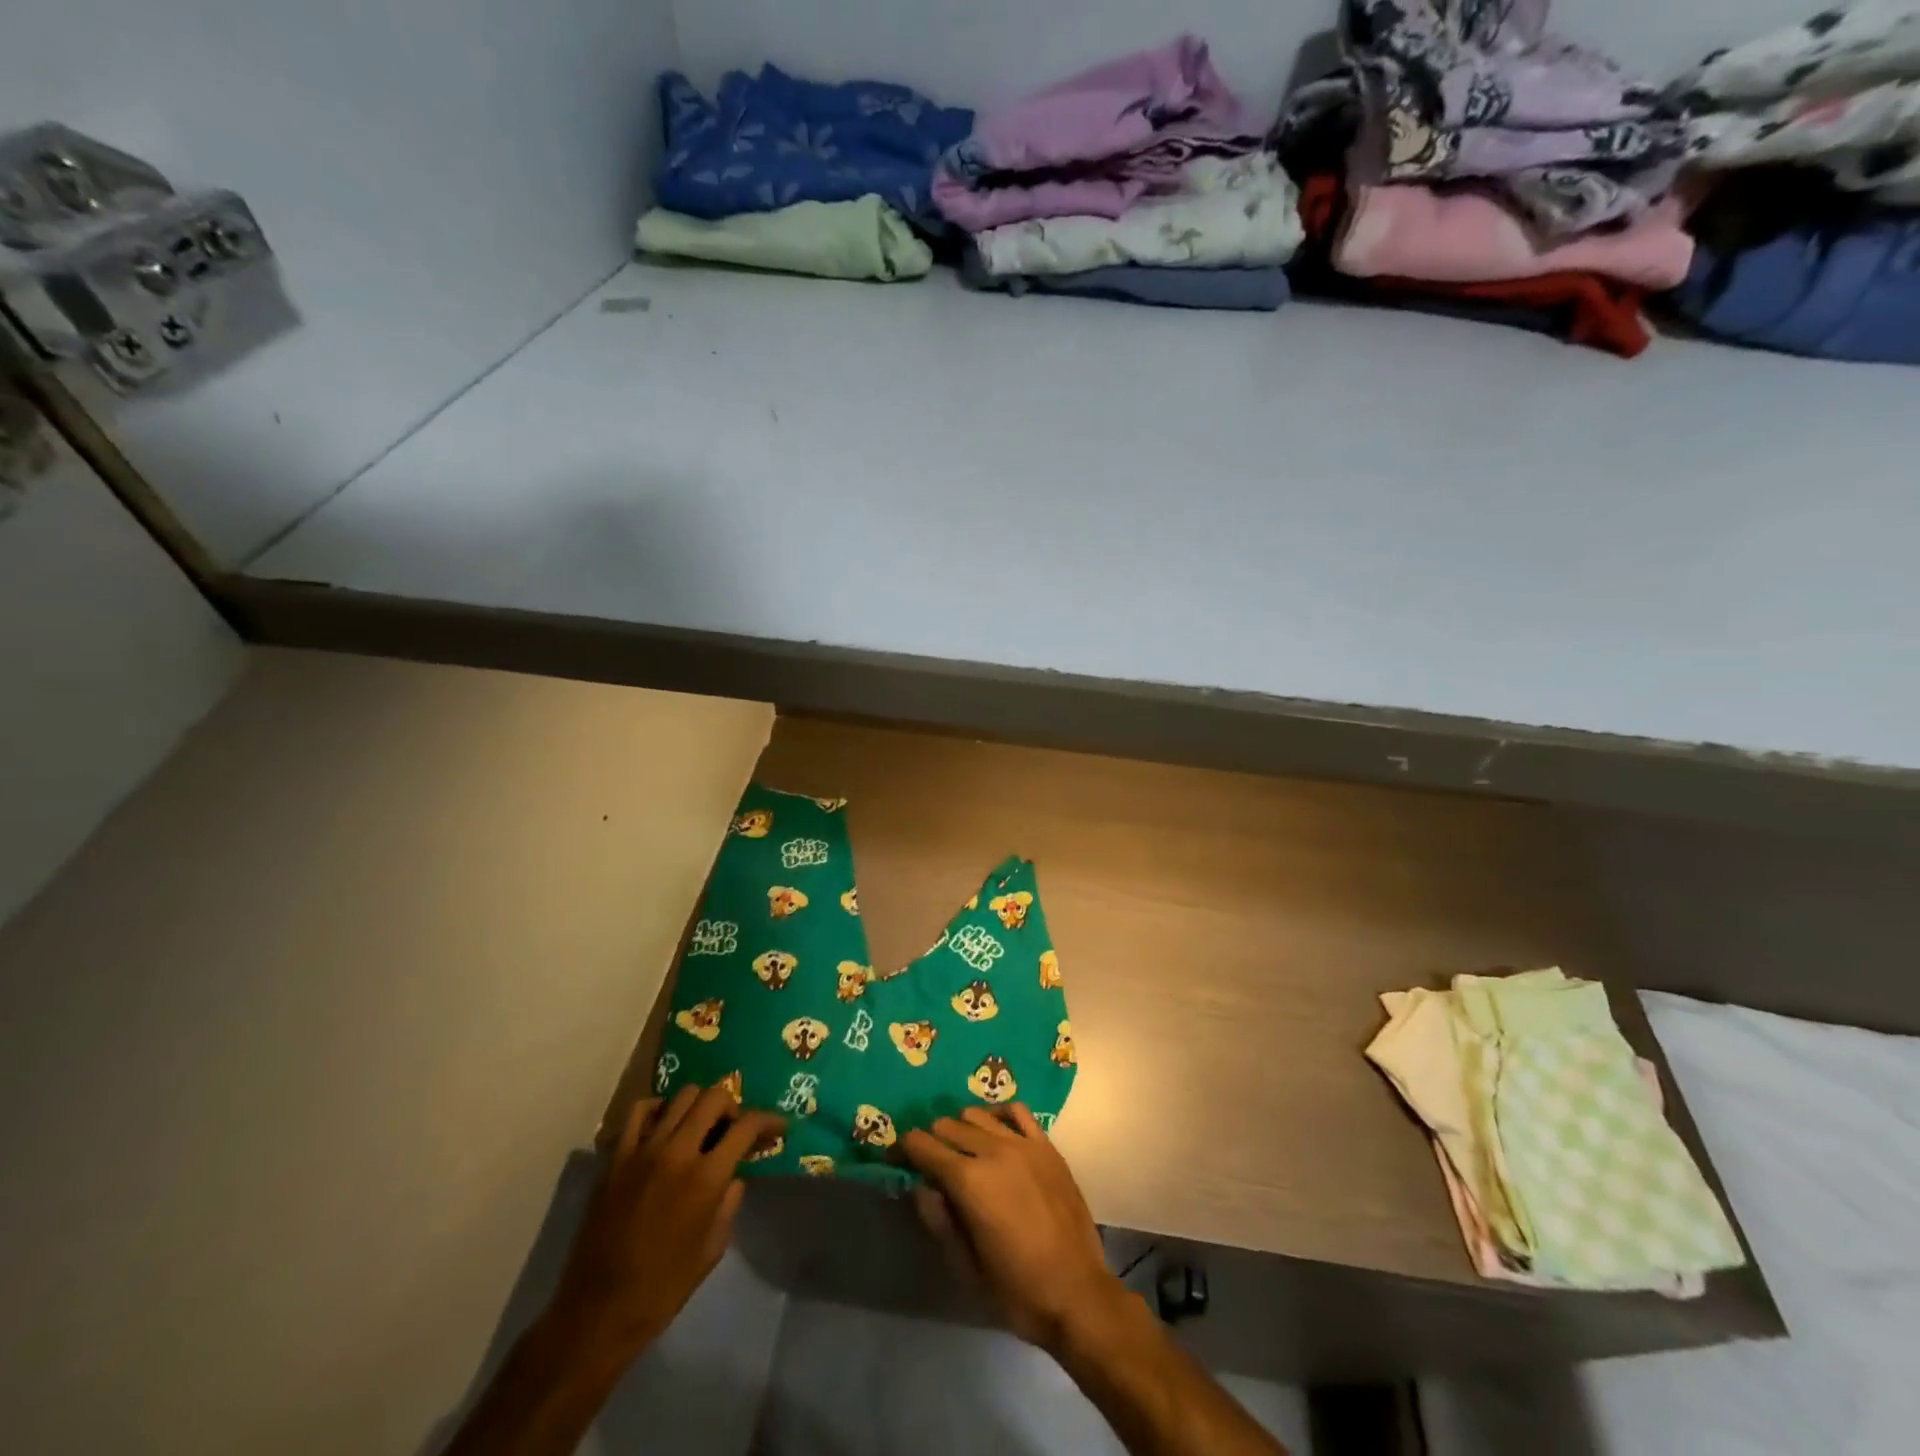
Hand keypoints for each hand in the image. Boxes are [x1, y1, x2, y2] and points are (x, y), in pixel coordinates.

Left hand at [547, 1083, 784, 1356]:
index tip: (777, 1127)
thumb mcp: (713, 1248)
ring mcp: (643, 1150)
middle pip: (715, 1097)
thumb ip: (729, 1202)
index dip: (769, 1120)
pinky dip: (659, 1108)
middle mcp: (677, 1152)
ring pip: (681, 1096)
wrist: (598, 1312)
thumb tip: (734, 1175)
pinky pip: (639, 1111)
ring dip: (700, 1104)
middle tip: (734, 1127)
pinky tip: (665, 1124)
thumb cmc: (663, 1287)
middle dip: (733, 1106)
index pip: (747, 1126)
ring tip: (701, 1125)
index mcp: (706, 1177)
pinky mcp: (616, 1158)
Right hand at [900, 1103, 1124, 1354]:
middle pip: (948, 1125)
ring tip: (960, 1150)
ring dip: (961, 1127)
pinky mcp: (1047, 1146)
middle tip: (927, 1162)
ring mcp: (1024, 1144)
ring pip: (977, 1114)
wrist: (1079, 1295)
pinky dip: (997, 1114)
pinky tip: (994, 1131)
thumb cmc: (1018, 1291)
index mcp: (969, 1181)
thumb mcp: (966, 1269)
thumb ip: (939, 1223)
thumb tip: (921, 1188)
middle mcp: (993, 1151)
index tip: (895, 1156)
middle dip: (932, 1140)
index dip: (904, 1149)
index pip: (924, 1147)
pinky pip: (1016, 1111)